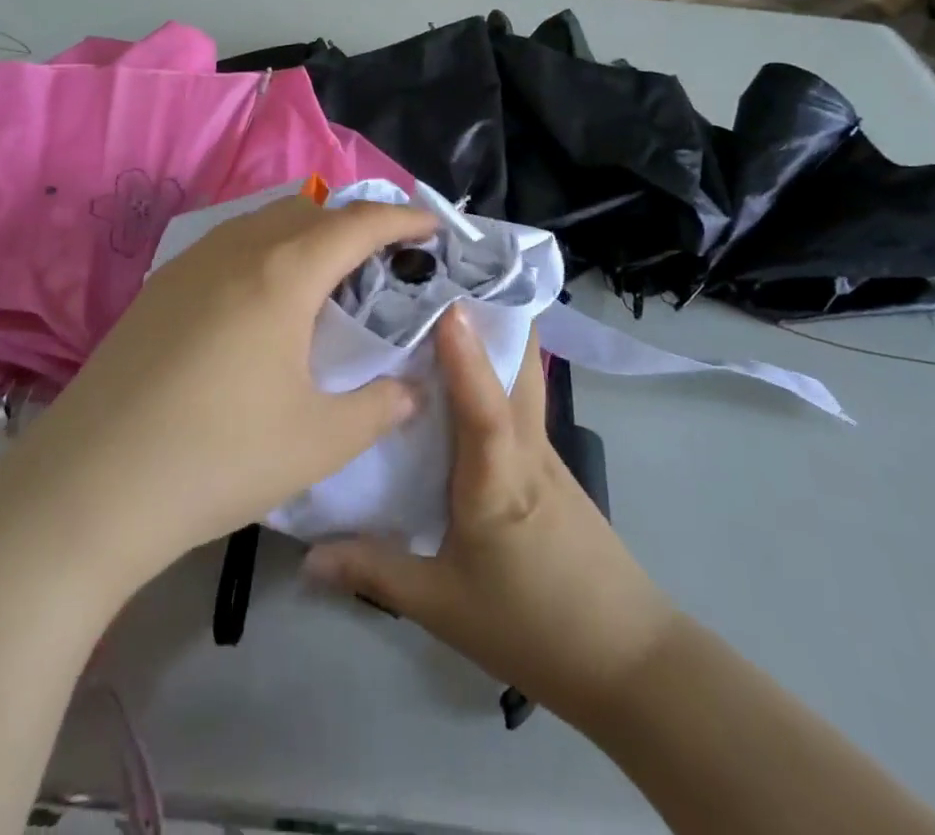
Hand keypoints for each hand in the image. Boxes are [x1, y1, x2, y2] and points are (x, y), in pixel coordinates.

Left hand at [9, 193, 435, 587]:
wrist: (91, 485)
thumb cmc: (219, 456)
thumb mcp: (319, 440)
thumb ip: (380, 406)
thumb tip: (410, 389)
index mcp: (284, 272)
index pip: (359, 223)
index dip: (403, 217)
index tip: (433, 226)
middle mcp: (237, 249)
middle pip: (310, 210)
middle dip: (355, 223)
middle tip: (383, 261)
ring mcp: (190, 263)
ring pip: (263, 222)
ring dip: (306, 233)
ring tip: (326, 278)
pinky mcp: (158, 287)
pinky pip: (228, 245)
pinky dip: (265, 251)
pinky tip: (262, 301)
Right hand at [304, 306, 677, 735]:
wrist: (628, 660)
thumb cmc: (533, 625)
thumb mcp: (443, 605)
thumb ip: (374, 571)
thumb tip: (307, 553)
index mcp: (499, 476)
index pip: (483, 406)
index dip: (465, 354)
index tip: (444, 301)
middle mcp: (526, 446)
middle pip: (519, 361)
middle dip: (487, 310)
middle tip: (437, 275)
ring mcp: (544, 450)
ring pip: (521, 374)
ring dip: (492, 334)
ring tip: (439, 308)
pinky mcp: (549, 464)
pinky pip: (518, 401)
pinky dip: (493, 371)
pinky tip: (460, 380)